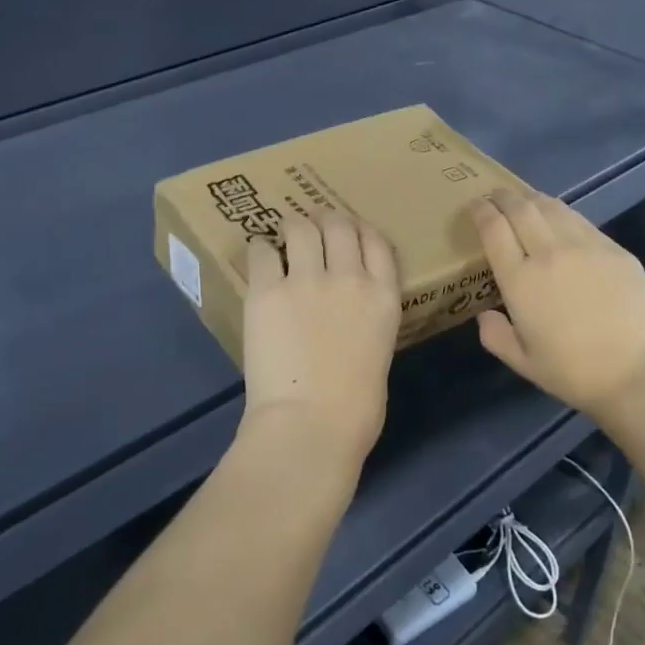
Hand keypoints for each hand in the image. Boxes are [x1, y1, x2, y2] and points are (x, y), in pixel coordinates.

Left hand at [240, 211, 401, 476]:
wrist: (312, 424)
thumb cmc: (355, 409)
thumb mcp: (379, 353)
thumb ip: (368, 322)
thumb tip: (348, 317)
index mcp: (384, 297)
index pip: (377, 241)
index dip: (361, 230)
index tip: (350, 233)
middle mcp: (349, 277)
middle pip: (339, 224)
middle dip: (326, 221)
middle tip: (314, 229)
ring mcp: (307, 280)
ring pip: (301, 227)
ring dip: (293, 227)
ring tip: (284, 235)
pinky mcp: (268, 291)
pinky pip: (262, 252)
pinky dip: (261, 250)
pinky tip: (260, 256)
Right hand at [473, 190, 644, 424]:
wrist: (636, 371)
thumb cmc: (573, 372)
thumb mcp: (522, 362)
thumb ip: (496, 336)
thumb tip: (485, 315)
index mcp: (520, 280)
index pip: (494, 229)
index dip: (481, 211)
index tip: (475, 205)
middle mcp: (549, 253)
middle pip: (521, 208)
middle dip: (504, 197)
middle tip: (496, 195)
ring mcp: (585, 246)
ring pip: (553, 207)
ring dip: (533, 199)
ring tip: (526, 200)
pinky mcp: (614, 249)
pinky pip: (581, 221)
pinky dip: (563, 213)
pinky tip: (562, 219)